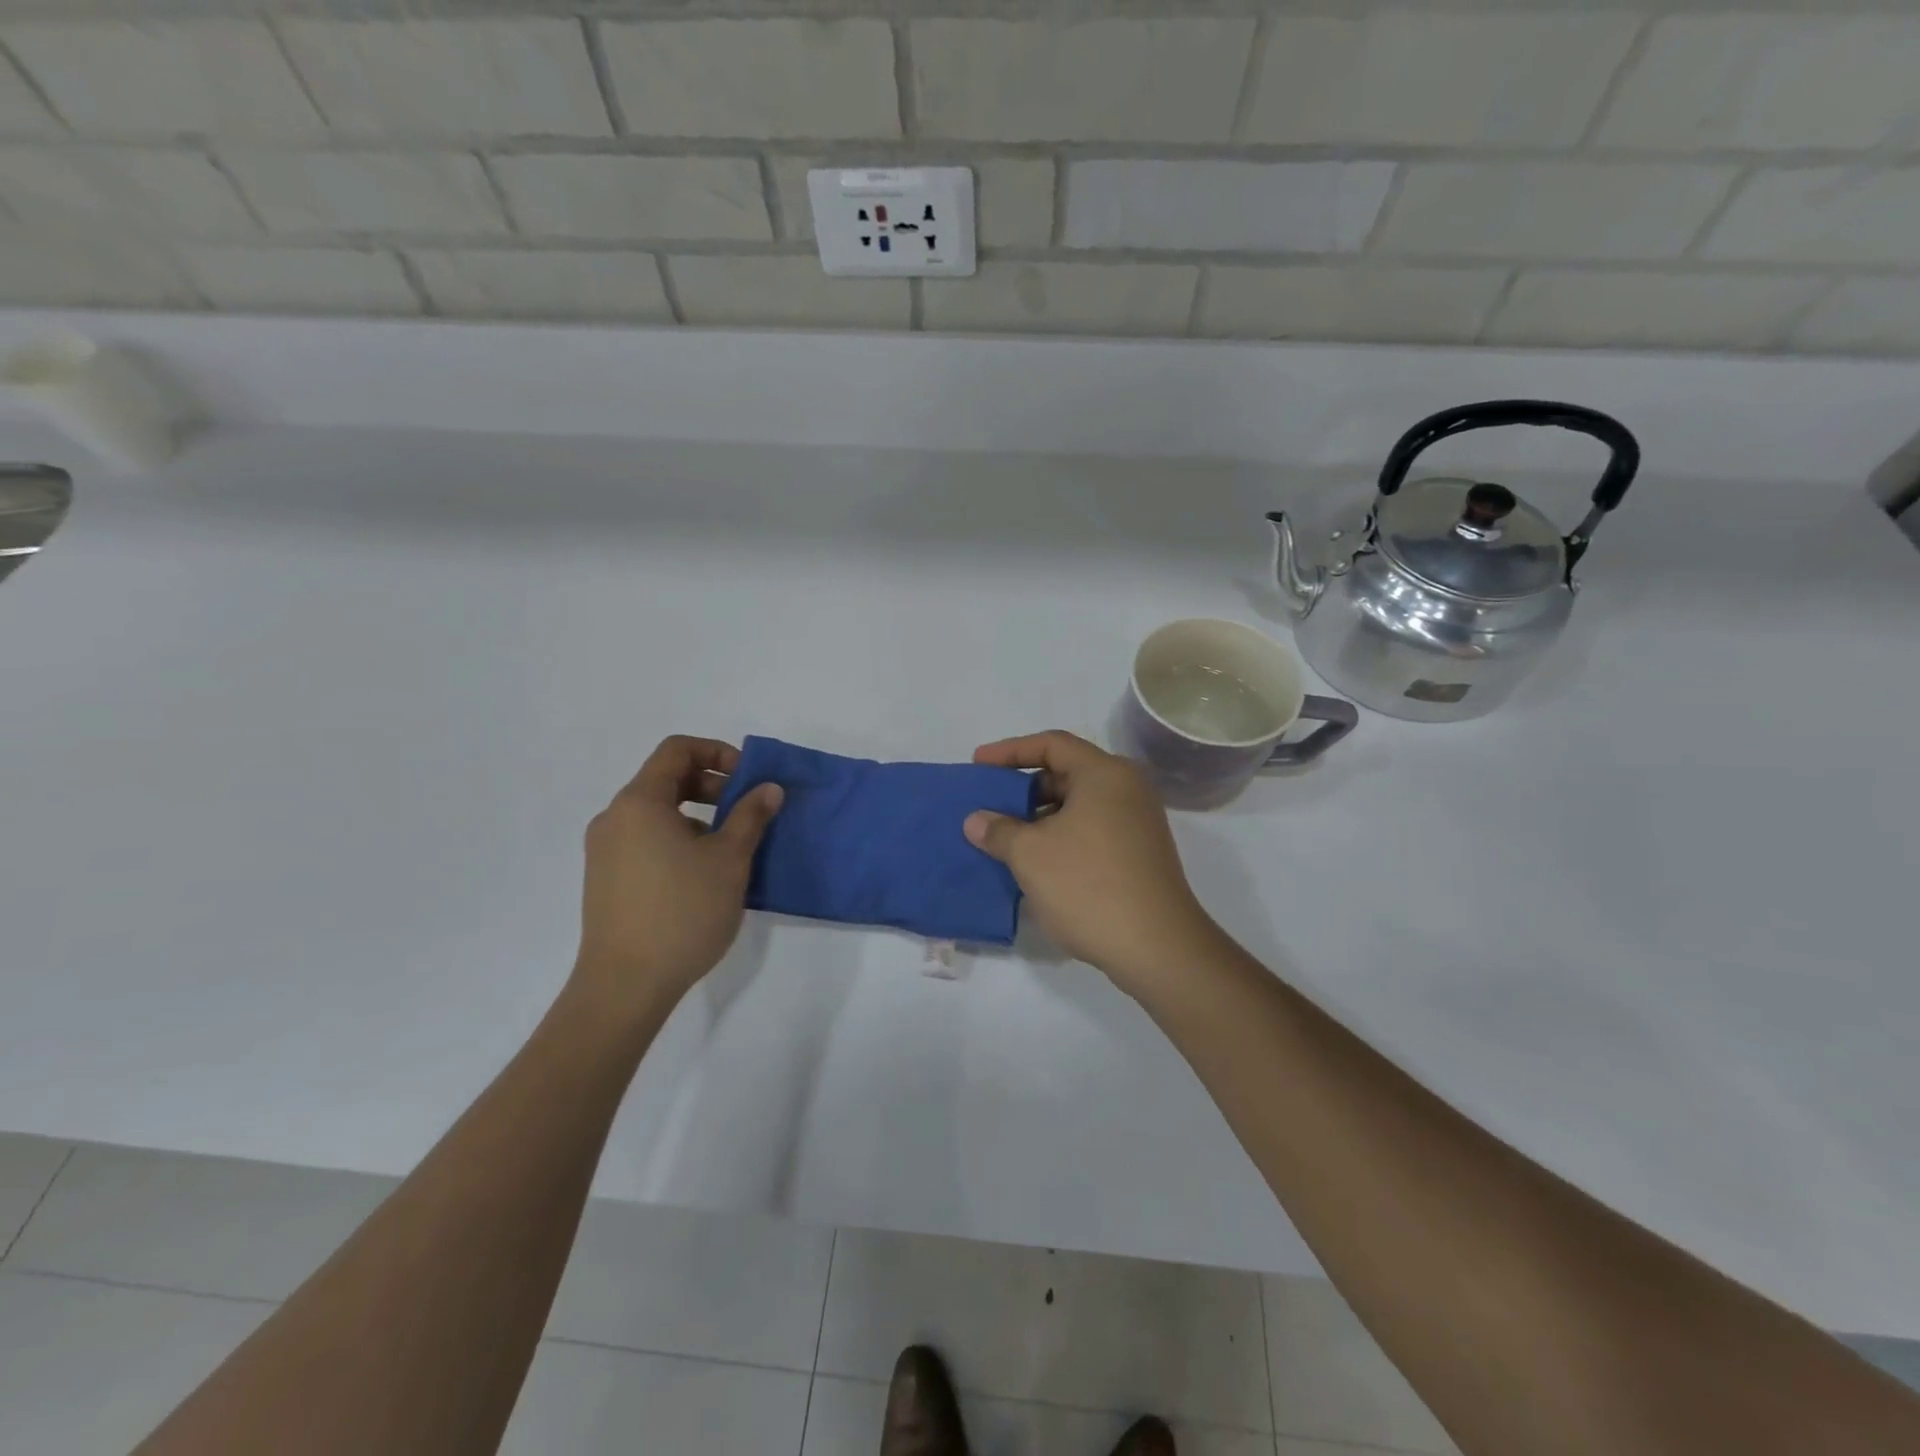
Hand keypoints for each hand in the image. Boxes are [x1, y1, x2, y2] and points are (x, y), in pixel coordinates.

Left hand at [569, 736, 782, 1015]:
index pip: (677, 750)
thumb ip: (751, 816)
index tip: (748, 778)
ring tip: (730, 847)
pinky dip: (677, 839)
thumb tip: (769, 788)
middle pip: (665, 779)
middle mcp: (614, 818)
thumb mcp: (729, 860)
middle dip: (711, 785)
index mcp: (639, 802)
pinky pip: (645, 840)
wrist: (625, 985)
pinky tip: (702, 874)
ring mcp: (604, 850)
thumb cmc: (682, 912)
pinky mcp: (605, 879)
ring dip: (697, 815)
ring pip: (656, 813)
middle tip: (746, 811)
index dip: (717, 752)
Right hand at [964, 731, 1222, 996]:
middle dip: (1023, 789)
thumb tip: (976, 820)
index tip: (978, 764)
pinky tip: (1034, 863)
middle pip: (1066, 774)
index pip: (1051, 744)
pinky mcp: (1139, 854)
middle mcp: (1126, 789)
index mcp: (1104, 774)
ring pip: (1077, 806)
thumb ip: (998, 830)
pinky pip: (1090, 831)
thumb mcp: (1030, 855)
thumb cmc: (1088, 885)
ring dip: (1038, 818)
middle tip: (988, 805)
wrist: (1156, 947)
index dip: (1009, 751)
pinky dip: (1060, 837)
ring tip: (1003, 838)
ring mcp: (1137, 823)